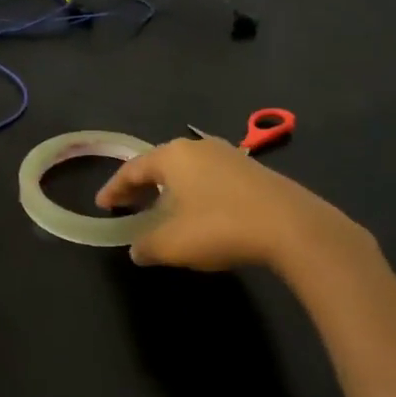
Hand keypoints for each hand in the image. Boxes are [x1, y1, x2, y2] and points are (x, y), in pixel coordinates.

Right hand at [95, 134, 372, 275]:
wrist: (293, 227)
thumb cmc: (220, 228)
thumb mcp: (172, 244)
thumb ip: (146, 246)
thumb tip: (137, 249)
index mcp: (172, 156)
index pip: (132, 169)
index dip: (114, 188)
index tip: (102, 205)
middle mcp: (198, 147)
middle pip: (159, 164)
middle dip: (141, 186)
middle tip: (128, 205)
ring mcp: (229, 155)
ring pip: (187, 170)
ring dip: (170, 189)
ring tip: (161, 209)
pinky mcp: (253, 171)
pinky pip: (210, 178)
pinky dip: (195, 192)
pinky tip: (198, 212)